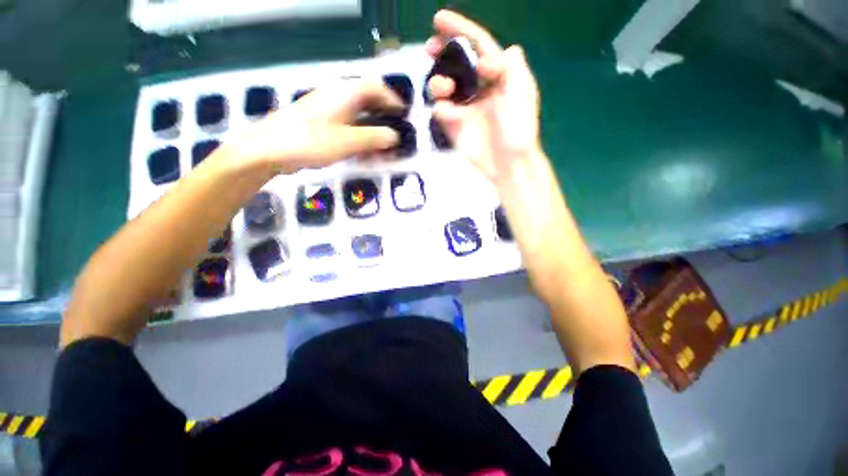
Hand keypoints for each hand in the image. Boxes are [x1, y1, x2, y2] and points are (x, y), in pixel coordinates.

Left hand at [230, 79, 404, 173]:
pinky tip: (362, 151)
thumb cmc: (312, 141)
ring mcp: (328, 108)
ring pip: (359, 114)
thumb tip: (395, 136)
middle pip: (369, 100)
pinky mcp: (321, 121)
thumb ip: (376, 138)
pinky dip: (359, 136)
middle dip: (384, 118)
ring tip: (380, 150)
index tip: (404, 116)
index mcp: (346, 92)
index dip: (394, 101)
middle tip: (394, 135)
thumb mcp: (350, 142)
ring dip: (373, 130)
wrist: (271, 148)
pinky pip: (348, 124)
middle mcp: (338, 95)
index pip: (377, 88)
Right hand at [427, 10, 542, 183]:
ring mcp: (465, 107)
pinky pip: (441, 110)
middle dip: (442, 52)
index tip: (439, 19)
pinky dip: (441, 108)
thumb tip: (509, 49)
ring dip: (439, 80)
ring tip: (443, 87)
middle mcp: (479, 88)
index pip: (478, 47)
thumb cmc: (518, 131)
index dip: (460, 30)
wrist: (507, 165)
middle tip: (429, 47)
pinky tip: (447, 113)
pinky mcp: (454, 125)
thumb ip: (513, 70)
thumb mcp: (522, 96)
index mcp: (498, 77)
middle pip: (457, 63)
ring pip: (445, 85)